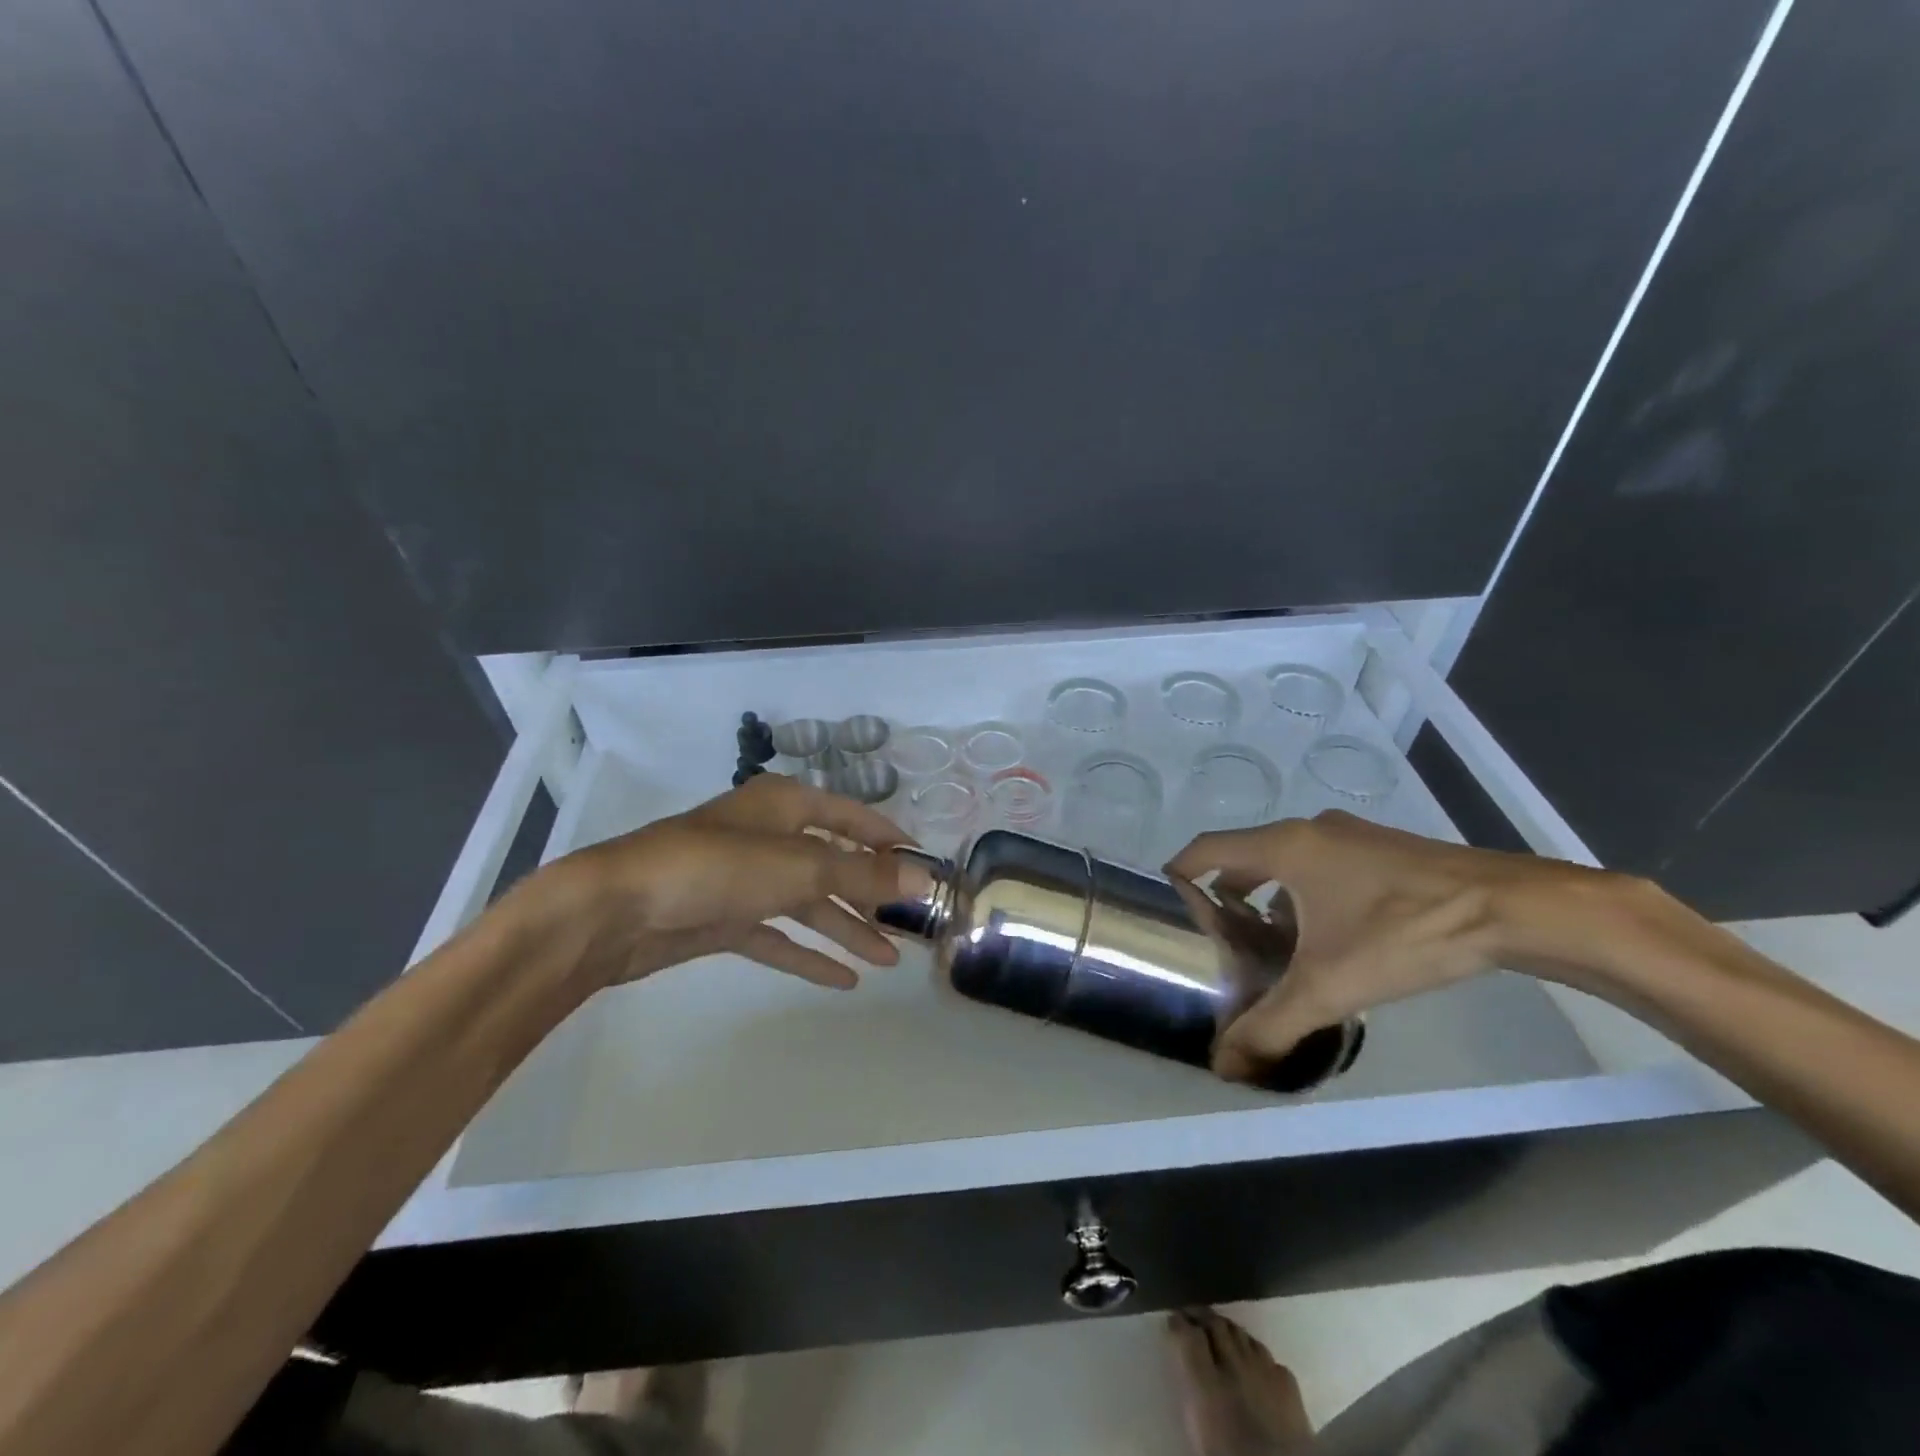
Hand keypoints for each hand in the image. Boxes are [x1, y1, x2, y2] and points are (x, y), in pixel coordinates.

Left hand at [515, 775, 927, 991]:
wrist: (617, 910)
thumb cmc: (717, 868)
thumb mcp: (800, 866)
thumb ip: (862, 874)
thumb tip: (924, 878)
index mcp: (786, 805)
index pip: (851, 816)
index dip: (888, 838)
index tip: (924, 865)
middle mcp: (769, 836)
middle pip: (833, 863)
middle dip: (871, 893)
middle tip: (912, 923)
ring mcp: (745, 879)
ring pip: (809, 903)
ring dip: (847, 929)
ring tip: (890, 959)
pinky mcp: (724, 919)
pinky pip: (778, 936)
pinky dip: (808, 955)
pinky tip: (842, 980)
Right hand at [1166, 811, 1608, 1082]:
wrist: (1513, 908)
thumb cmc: (1406, 933)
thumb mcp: (1330, 986)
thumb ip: (1271, 1025)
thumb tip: (1224, 1065)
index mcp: (1283, 847)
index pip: (1206, 849)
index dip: (1179, 875)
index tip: (1167, 909)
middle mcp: (1308, 831)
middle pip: (1244, 856)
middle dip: (1225, 896)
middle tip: (1219, 941)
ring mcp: (1349, 836)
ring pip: (1285, 862)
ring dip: (1268, 897)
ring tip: (1270, 945)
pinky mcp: (1382, 849)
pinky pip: (1321, 865)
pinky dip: (1306, 893)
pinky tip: (1328, 937)